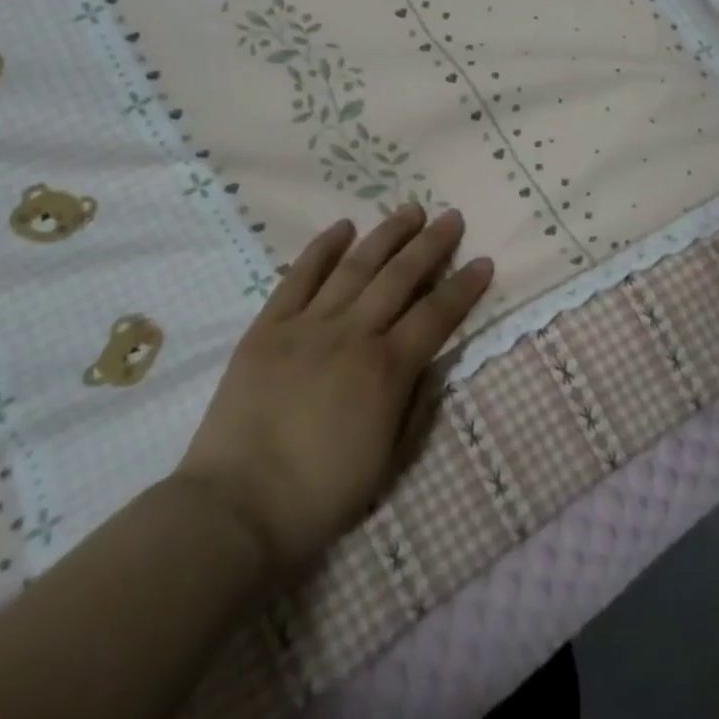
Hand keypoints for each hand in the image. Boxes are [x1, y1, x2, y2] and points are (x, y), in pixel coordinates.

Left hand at [174, 205, 492, 576]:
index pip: (437, 315)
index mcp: (386, 370)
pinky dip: (322, 248)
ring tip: (410, 210)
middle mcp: (353, 334)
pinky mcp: (269, 326)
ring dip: (387, 234)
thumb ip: (416, 405)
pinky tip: (343, 226)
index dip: (464, 287)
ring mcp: (308, 325)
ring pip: (356, 266)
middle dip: (431, 244)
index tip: (483, 261)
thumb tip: (434, 362)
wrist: (234, 509)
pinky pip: (299, 276)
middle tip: (452, 217)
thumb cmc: (319, 496)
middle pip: (400, 276)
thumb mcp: (388, 463)